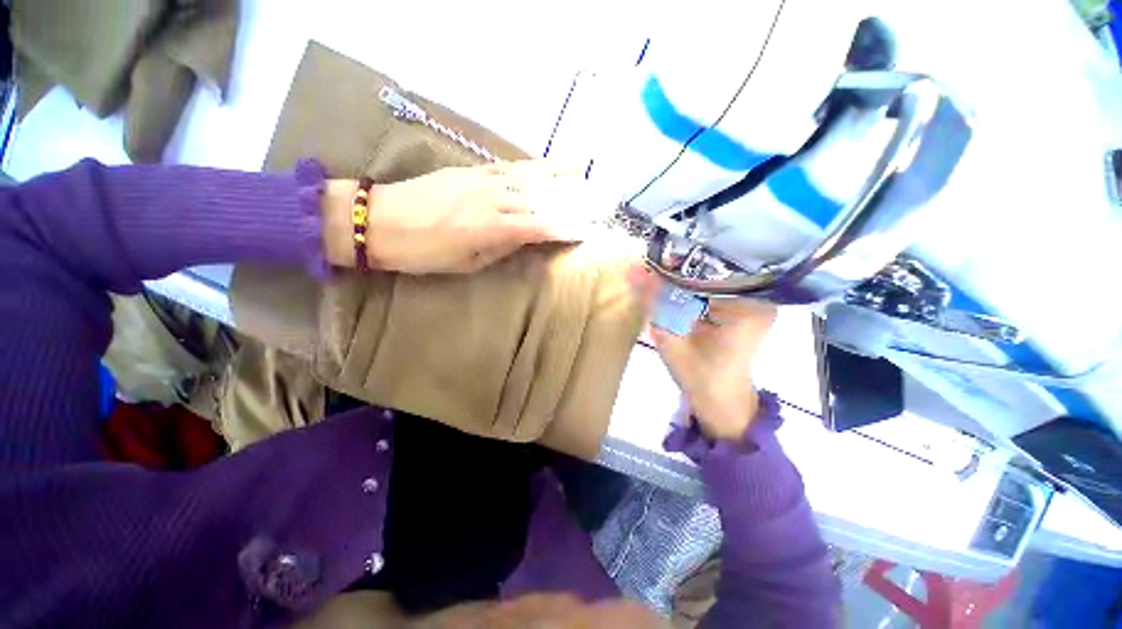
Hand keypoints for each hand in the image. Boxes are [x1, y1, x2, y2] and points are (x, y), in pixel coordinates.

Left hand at [323, 160, 599, 273]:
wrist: (379, 219)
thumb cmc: (424, 252)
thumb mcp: (467, 262)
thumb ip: (502, 247)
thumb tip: (529, 236)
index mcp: (491, 227)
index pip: (541, 225)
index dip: (566, 228)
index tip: (587, 231)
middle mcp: (493, 198)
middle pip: (542, 199)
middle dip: (572, 203)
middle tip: (597, 204)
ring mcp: (485, 179)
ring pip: (532, 178)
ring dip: (562, 178)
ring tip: (586, 176)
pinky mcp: (476, 169)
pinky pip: (514, 166)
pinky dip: (538, 166)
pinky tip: (553, 165)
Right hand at [630, 267, 777, 441]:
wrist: (721, 401)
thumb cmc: (700, 378)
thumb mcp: (670, 339)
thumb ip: (653, 302)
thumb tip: (632, 268)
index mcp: (750, 306)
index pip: (712, 268)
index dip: (680, 260)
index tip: (652, 253)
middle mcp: (760, 296)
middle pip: (714, 267)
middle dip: (679, 264)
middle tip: (651, 259)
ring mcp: (754, 299)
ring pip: (712, 274)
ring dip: (683, 274)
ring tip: (658, 266)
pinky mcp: (743, 304)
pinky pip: (713, 285)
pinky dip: (690, 284)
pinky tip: (672, 282)